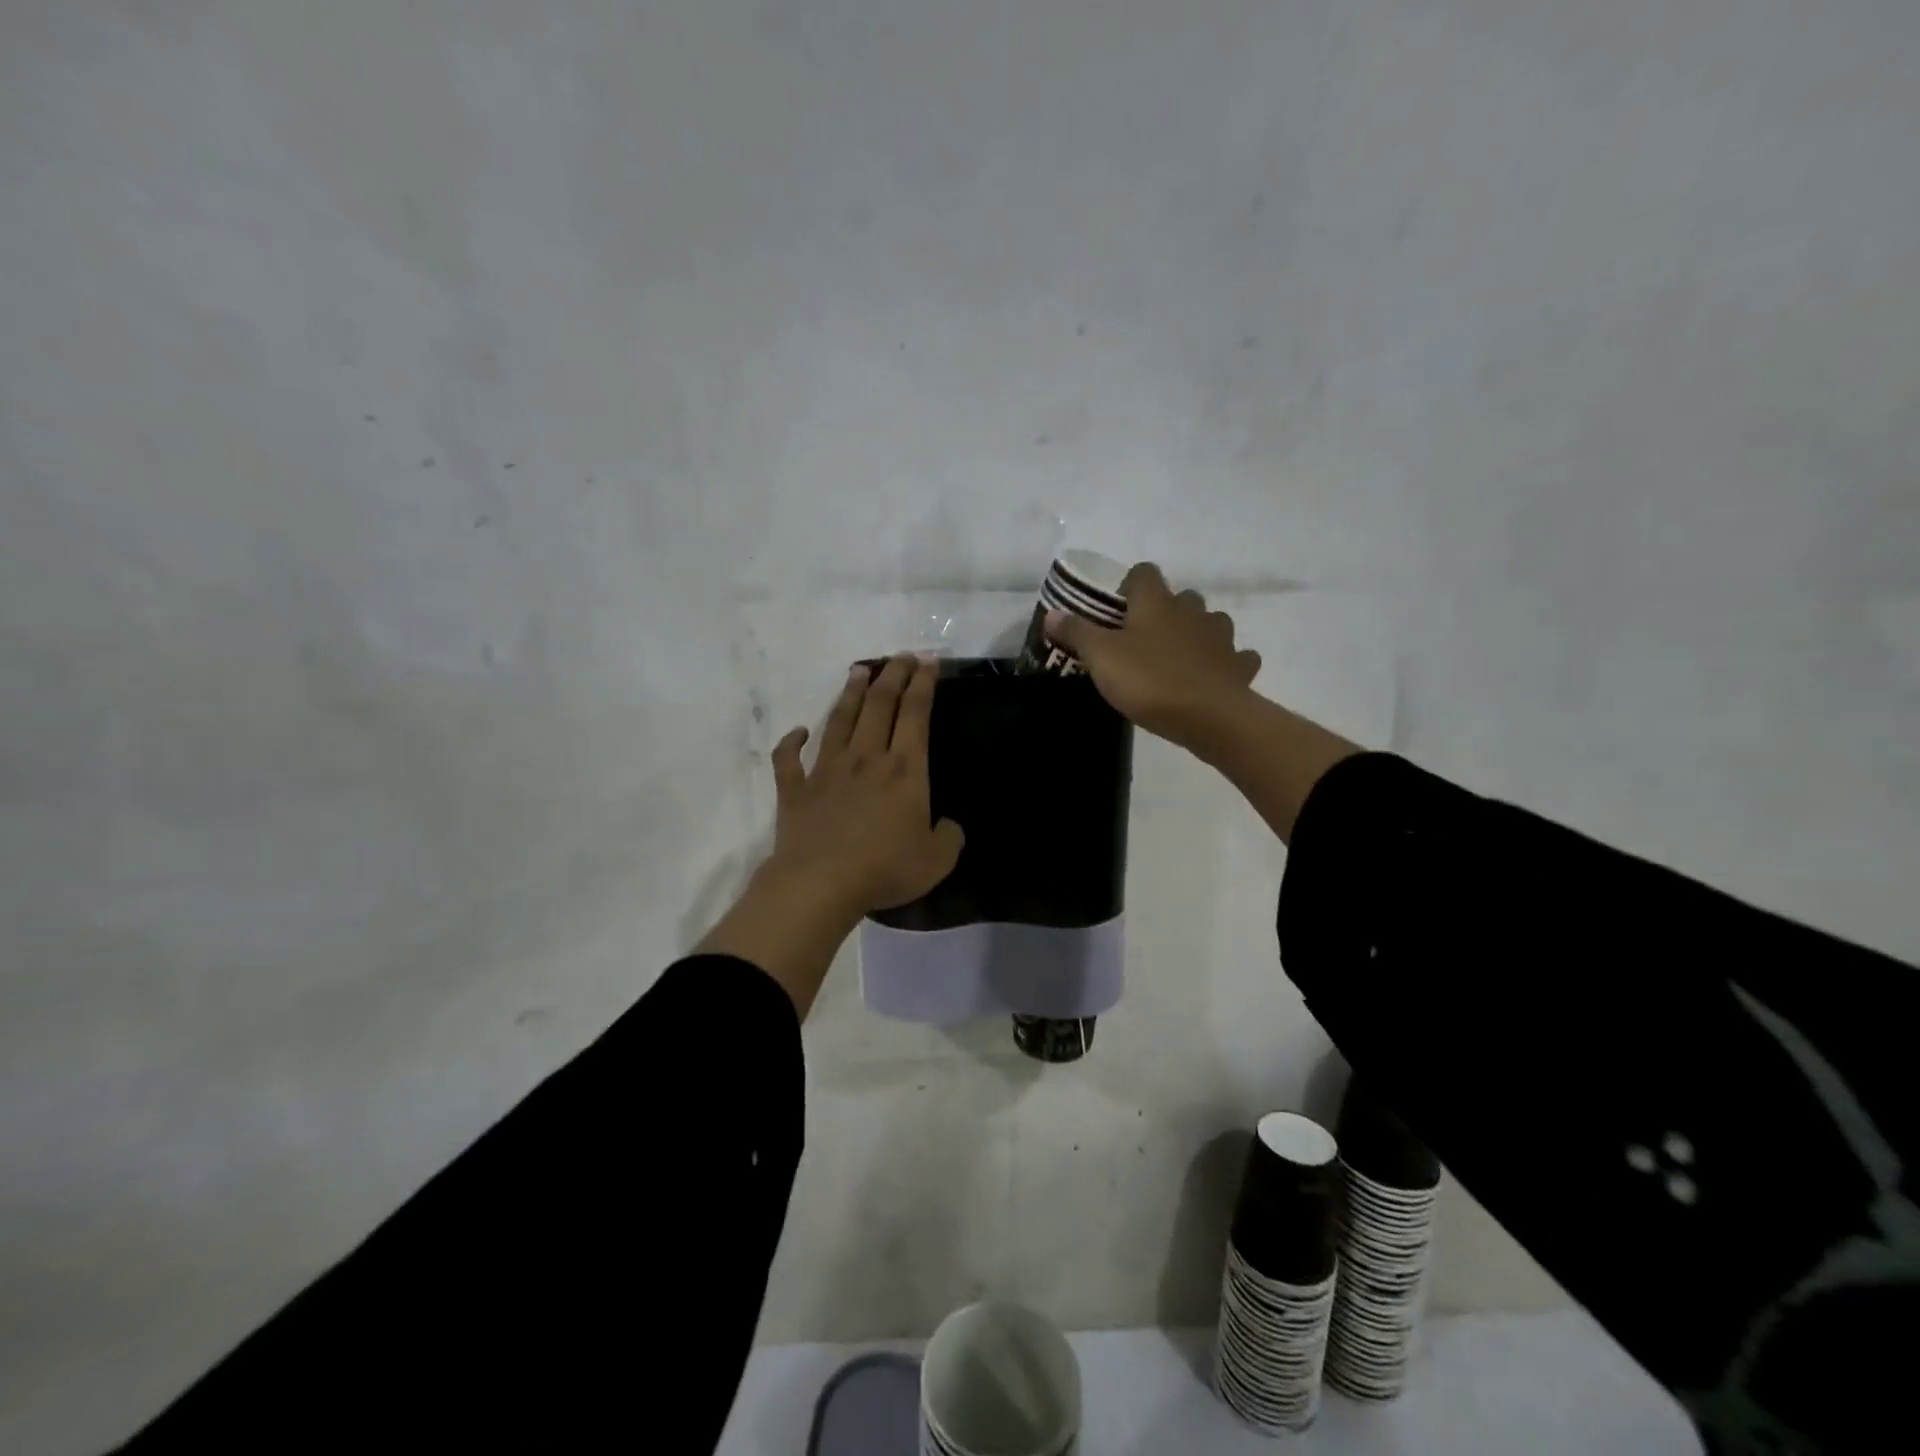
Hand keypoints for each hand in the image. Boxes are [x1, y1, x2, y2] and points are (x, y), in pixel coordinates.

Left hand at [764, 654, 965, 916]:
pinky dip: (791, 741)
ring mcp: (826, 770)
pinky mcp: (795, 788)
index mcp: (903, 769)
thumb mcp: (936, 860)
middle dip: (892, 675)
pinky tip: (798, 731)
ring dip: (850, 693)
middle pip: (879, 704)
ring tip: (858, 670)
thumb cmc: (884, 869)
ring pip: (839, 720)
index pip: (915, 714)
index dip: (923, 683)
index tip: (927, 661)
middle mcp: (865, 758)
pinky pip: (789, 759)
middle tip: (899, 656)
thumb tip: (948, 826)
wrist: (820, 883)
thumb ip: (949, 838)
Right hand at [1045, 562, 1262, 754]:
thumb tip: (1052, 613)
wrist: (1209, 716)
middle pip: (1180, 597)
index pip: (1144, 573)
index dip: (1130, 585)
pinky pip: (1235, 657)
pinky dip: (1225, 663)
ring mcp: (1221, 637)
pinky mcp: (1239, 666)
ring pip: (1210, 623)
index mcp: (1155, 602)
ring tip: (1177, 658)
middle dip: (1165, 611)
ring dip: (1196, 634)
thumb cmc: (1148, 680)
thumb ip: (1076, 632)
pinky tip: (1211, 678)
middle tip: (1143, 639)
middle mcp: (1191, 610)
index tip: (1117, 608)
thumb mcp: (1100, 657)